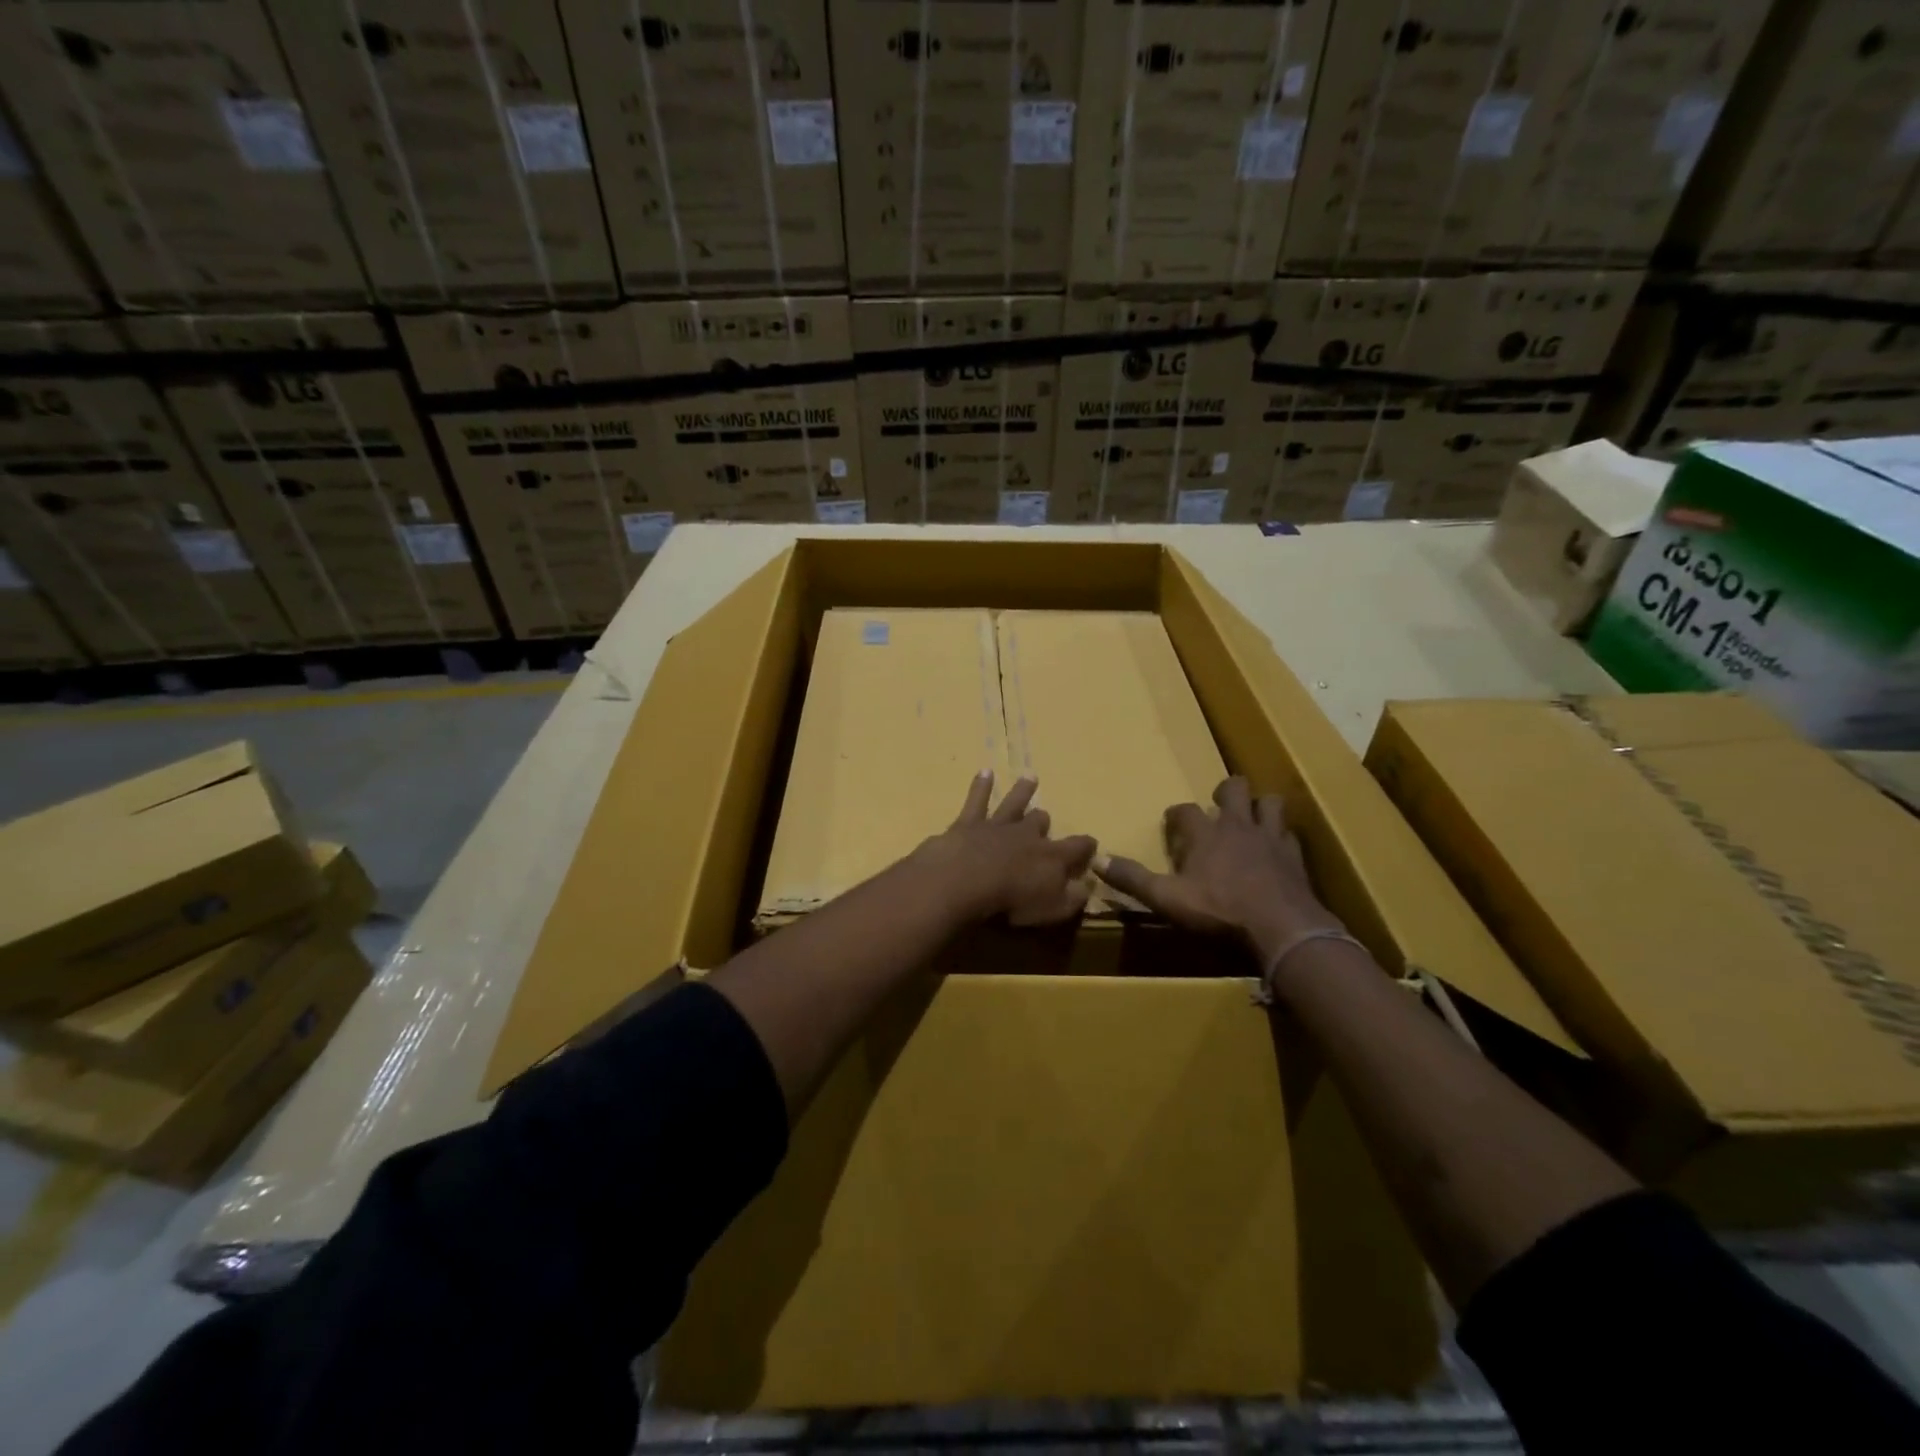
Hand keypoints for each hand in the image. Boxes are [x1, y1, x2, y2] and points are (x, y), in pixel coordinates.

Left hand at [911, 772, 1098, 925]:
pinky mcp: (969, 823)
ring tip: (1030, 777)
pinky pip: (977, 800)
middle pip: (1039, 821)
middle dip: (1043, 820)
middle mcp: (1027, 834)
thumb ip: (1073, 898)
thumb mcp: (1052, 909)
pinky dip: (981, 785)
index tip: (1092, 843)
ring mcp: (997, 825)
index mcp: (1051, 856)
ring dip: (1022, 791)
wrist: (966, 880)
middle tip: (1044, 817)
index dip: (1086, 846)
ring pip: (1014, 803)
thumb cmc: (1011, 901)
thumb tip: (1088, 886)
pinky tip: (984, 771)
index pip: (1077, 847)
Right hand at [1095, 776, 1343, 961]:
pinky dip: (1282, 837)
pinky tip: (1277, 849)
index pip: (1185, 810)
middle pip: (1234, 788)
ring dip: (1259, 806)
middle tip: (1219, 804)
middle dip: (1226, 791)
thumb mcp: (1167, 898)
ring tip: (1252, 818)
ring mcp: (1270, 838)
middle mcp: (1237, 826)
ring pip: (1269, 803)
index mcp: (1205, 834)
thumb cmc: (1218, 910)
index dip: (1176, 813)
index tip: (1172, 821)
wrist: (1281, 927)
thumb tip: (1097, 860)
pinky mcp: (1295, 856)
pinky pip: (1290, 835)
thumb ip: (1133, 879)